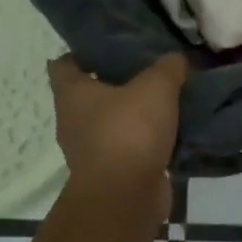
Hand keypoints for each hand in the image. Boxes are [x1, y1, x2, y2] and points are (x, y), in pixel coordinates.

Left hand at [49, 54, 186, 218]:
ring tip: (165, 98)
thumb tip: (177, 58)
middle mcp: (73, 120)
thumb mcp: (156, 87)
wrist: (126, 197)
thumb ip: (168, 67)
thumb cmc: (129, 132)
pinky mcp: (111, 171)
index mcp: (72, 93)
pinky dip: (146, 139)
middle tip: (149, 67)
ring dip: (134, 112)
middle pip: (91, 93)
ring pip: (112, 121)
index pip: (64, 63)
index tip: (112, 44)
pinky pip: (129, 146)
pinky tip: (172, 129)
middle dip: (117, 81)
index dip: (84, 51)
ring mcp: (90, 149)